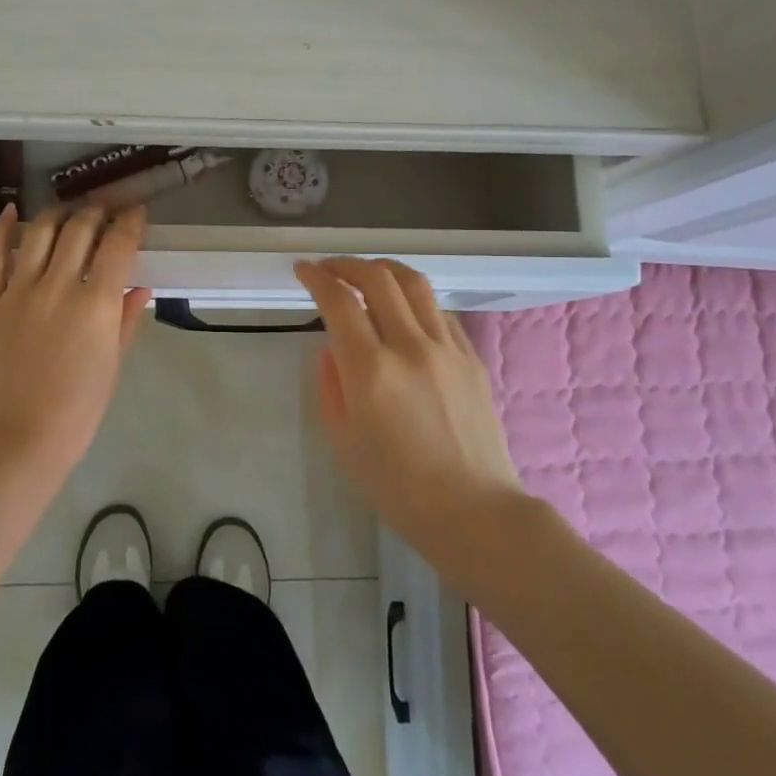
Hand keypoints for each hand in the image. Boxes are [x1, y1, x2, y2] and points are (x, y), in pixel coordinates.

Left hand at [0, 204, 151, 474]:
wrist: (17, 438)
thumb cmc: (77, 409)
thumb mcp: (112, 365)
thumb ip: (126, 320)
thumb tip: (139, 286)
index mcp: (95, 304)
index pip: (118, 244)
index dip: (130, 222)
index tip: (135, 213)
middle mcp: (57, 286)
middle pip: (79, 229)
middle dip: (97, 212)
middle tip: (105, 211)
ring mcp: (18, 291)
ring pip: (39, 232)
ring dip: (58, 213)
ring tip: (68, 211)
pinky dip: (2, 229)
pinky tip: (11, 211)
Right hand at [294, 257, 522, 562]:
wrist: (472, 510)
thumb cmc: (397, 487)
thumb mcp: (344, 440)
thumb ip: (331, 385)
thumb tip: (333, 349)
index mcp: (371, 370)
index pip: (338, 301)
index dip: (316, 277)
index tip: (303, 270)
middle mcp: (409, 346)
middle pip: (378, 278)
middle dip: (347, 264)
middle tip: (329, 268)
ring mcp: (447, 348)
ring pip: (415, 284)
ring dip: (384, 269)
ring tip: (368, 274)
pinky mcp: (472, 357)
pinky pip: (440, 311)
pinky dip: (415, 299)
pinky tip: (405, 310)